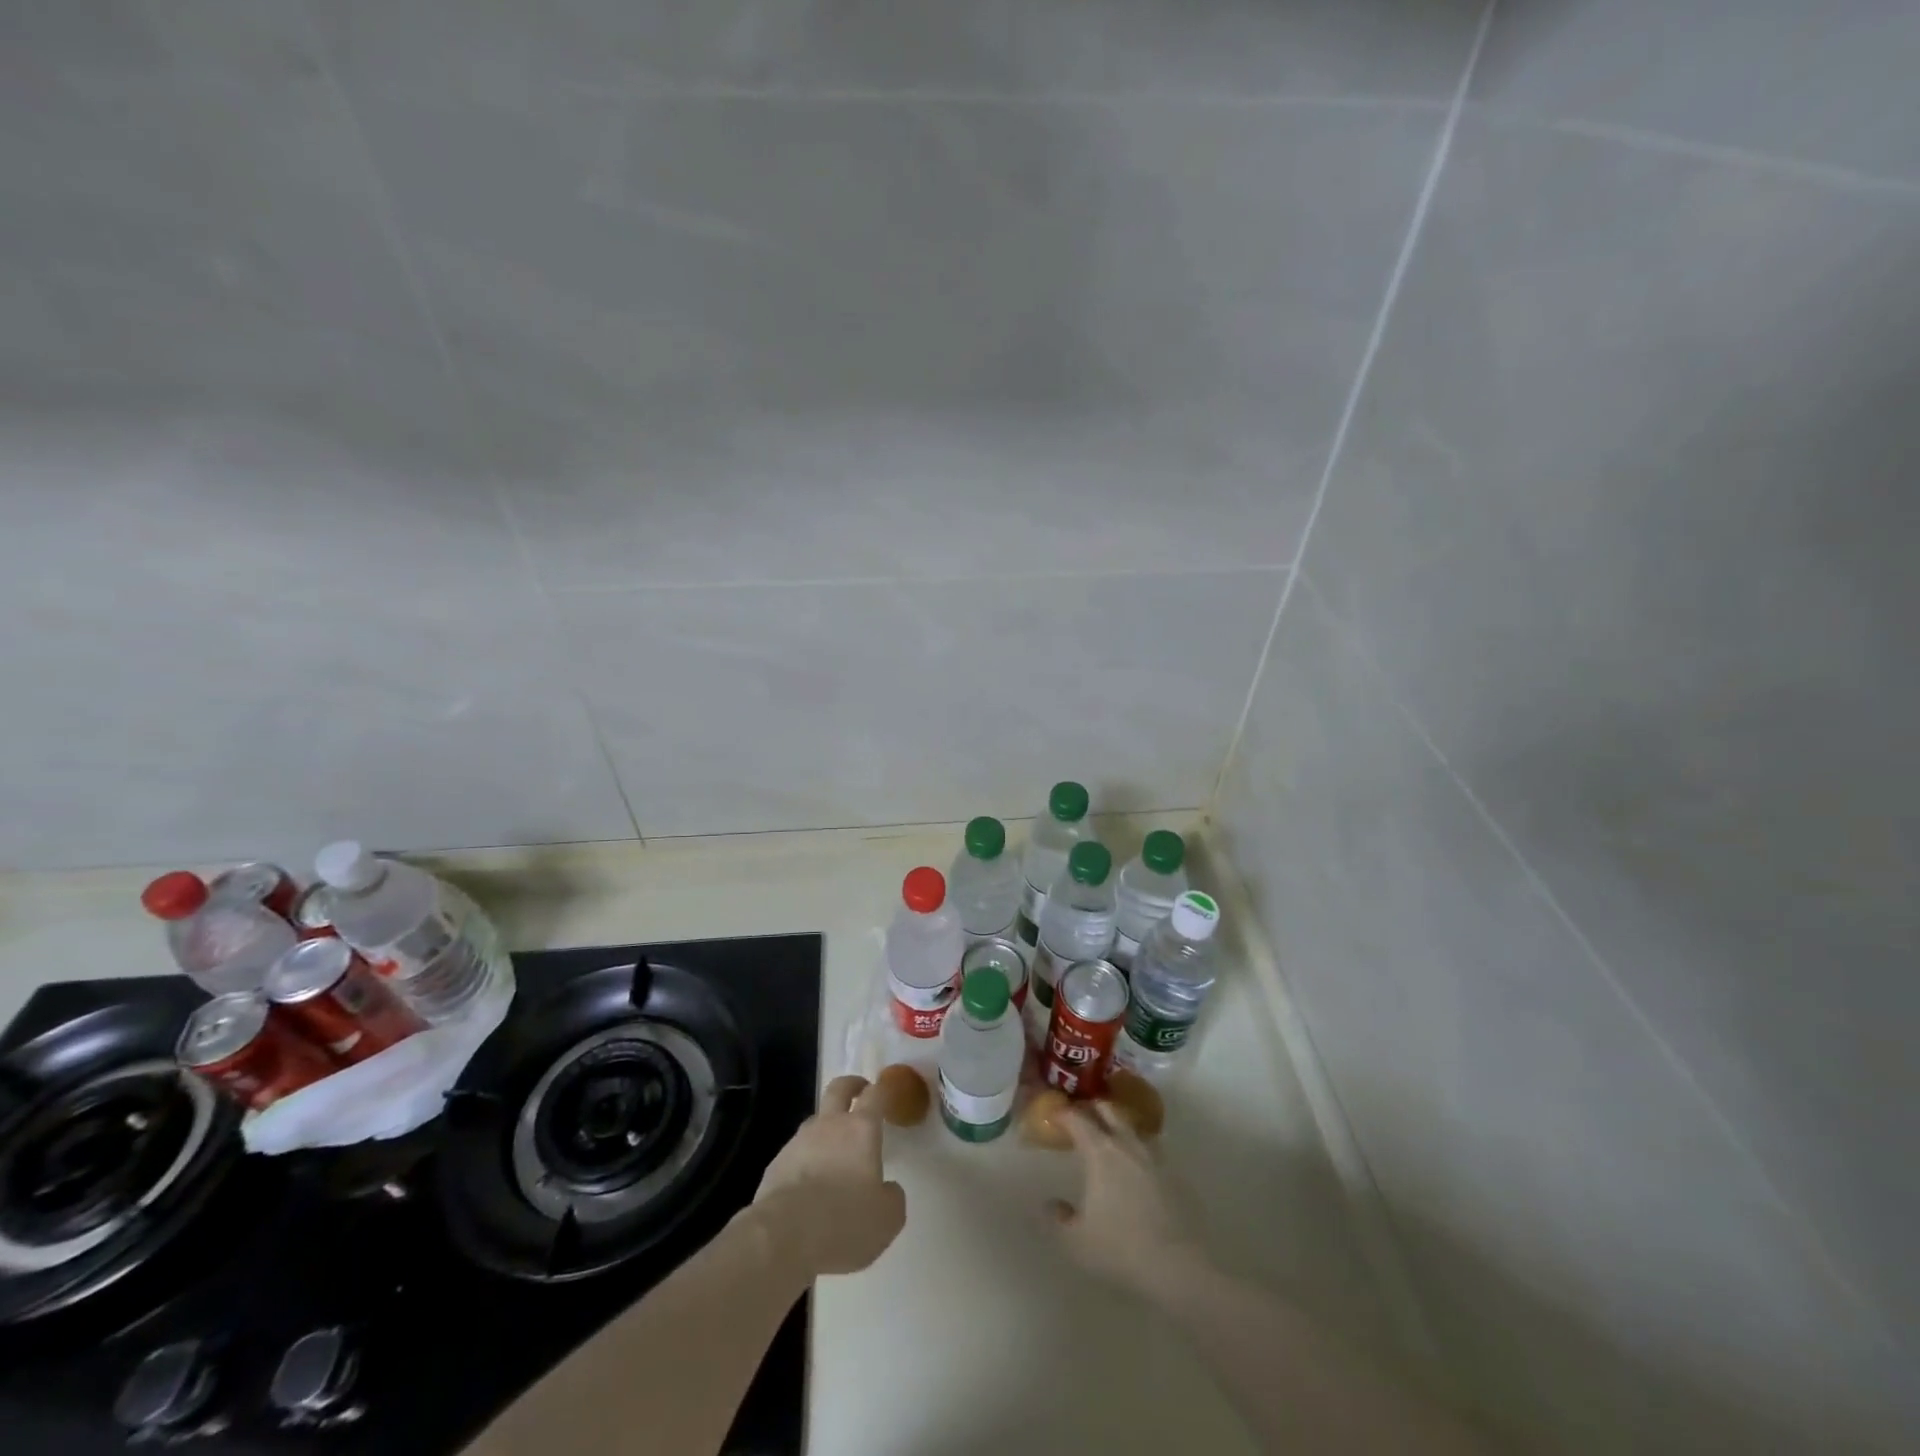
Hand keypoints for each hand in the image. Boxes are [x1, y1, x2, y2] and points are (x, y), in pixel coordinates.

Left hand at [750, 1074, 905, 1277]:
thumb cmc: (845, 1221)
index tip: (886, 1090)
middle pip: (838, 1089)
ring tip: (832, 1151)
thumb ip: (891, 1196)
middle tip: (859, 1090)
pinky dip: (805, 1160)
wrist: (785, 1237)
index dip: (882, 1090)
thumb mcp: (887, 1217)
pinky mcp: (776, 1164)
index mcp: (861, 1130)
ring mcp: (799, 1142)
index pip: (875, 1095)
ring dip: (825, 1128)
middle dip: (851, 1085)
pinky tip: (807, 1185)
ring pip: (815, 1121)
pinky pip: (795, 1153)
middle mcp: (829, 1126)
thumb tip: (887, 1188)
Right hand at [1051, 1100, 1204, 1297]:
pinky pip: (1153, 1150)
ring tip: (1111, 1138)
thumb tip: (1052, 1204)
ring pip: (1134, 1127)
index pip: (1078, 1119)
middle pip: (1109, 1110)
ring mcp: (1156, 1157)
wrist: (1179, 1267)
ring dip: (1119, 1126)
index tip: (1055, 1115)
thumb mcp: (1076, 1241)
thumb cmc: (1121, 1249)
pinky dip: (1140, 1150)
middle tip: (1082, 1117)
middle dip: (1093, 1108)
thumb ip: (1059, 1219)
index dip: (1064, 1114)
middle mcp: (1128, 1144)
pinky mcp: (1176, 1175)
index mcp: (1100, 1152)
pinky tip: (1138, 1168)